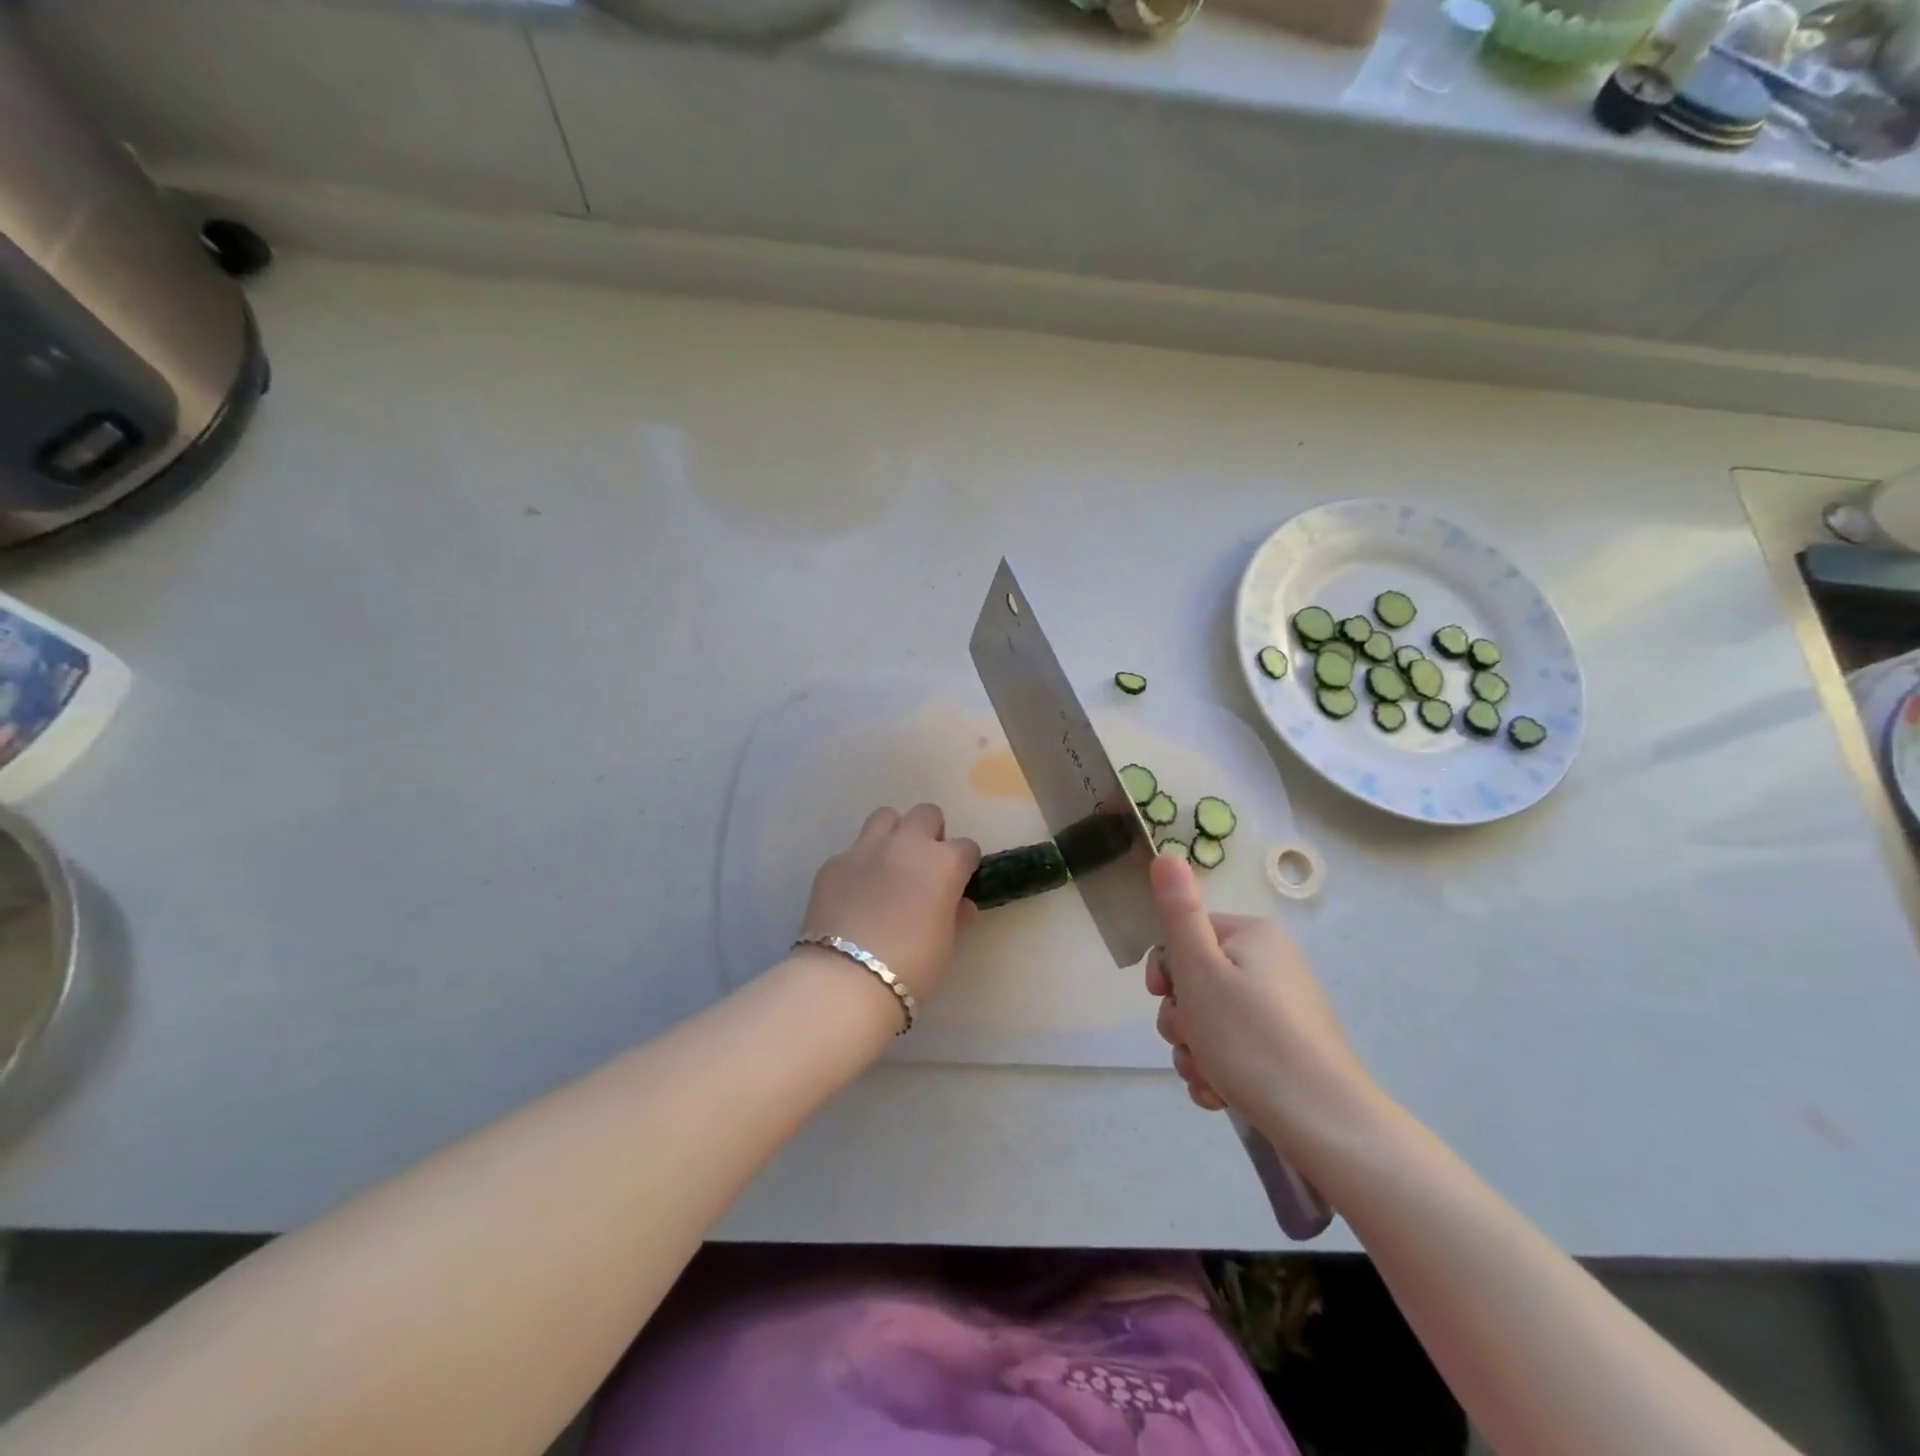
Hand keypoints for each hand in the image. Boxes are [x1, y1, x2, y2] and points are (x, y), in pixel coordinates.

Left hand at [800, 804, 981, 1000]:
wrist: (847, 978)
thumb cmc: (912, 966)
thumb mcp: (946, 944)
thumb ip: (956, 916)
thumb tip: (960, 904)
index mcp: (943, 863)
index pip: (966, 847)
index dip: (964, 864)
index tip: (958, 883)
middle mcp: (906, 844)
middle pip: (926, 814)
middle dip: (931, 834)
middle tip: (925, 867)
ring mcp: (866, 849)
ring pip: (886, 817)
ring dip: (894, 834)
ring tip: (890, 865)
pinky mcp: (833, 863)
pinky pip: (853, 850)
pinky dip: (860, 864)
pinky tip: (856, 892)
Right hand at [1145, 854, 1380, 1154]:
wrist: (1326, 1125)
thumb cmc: (1252, 1039)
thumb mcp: (1201, 970)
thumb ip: (1179, 912)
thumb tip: (1166, 854)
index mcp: (1253, 936)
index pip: (1185, 936)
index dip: (1165, 970)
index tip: (1164, 997)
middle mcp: (1270, 964)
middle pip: (1195, 981)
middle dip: (1181, 1019)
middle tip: (1191, 1041)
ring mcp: (1280, 1010)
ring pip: (1209, 1020)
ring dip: (1194, 1050)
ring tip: (1208, 1077)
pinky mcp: (1286, 1050)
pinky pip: (1234, 1048)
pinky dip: (1218, 1070)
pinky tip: (1220, 1095)